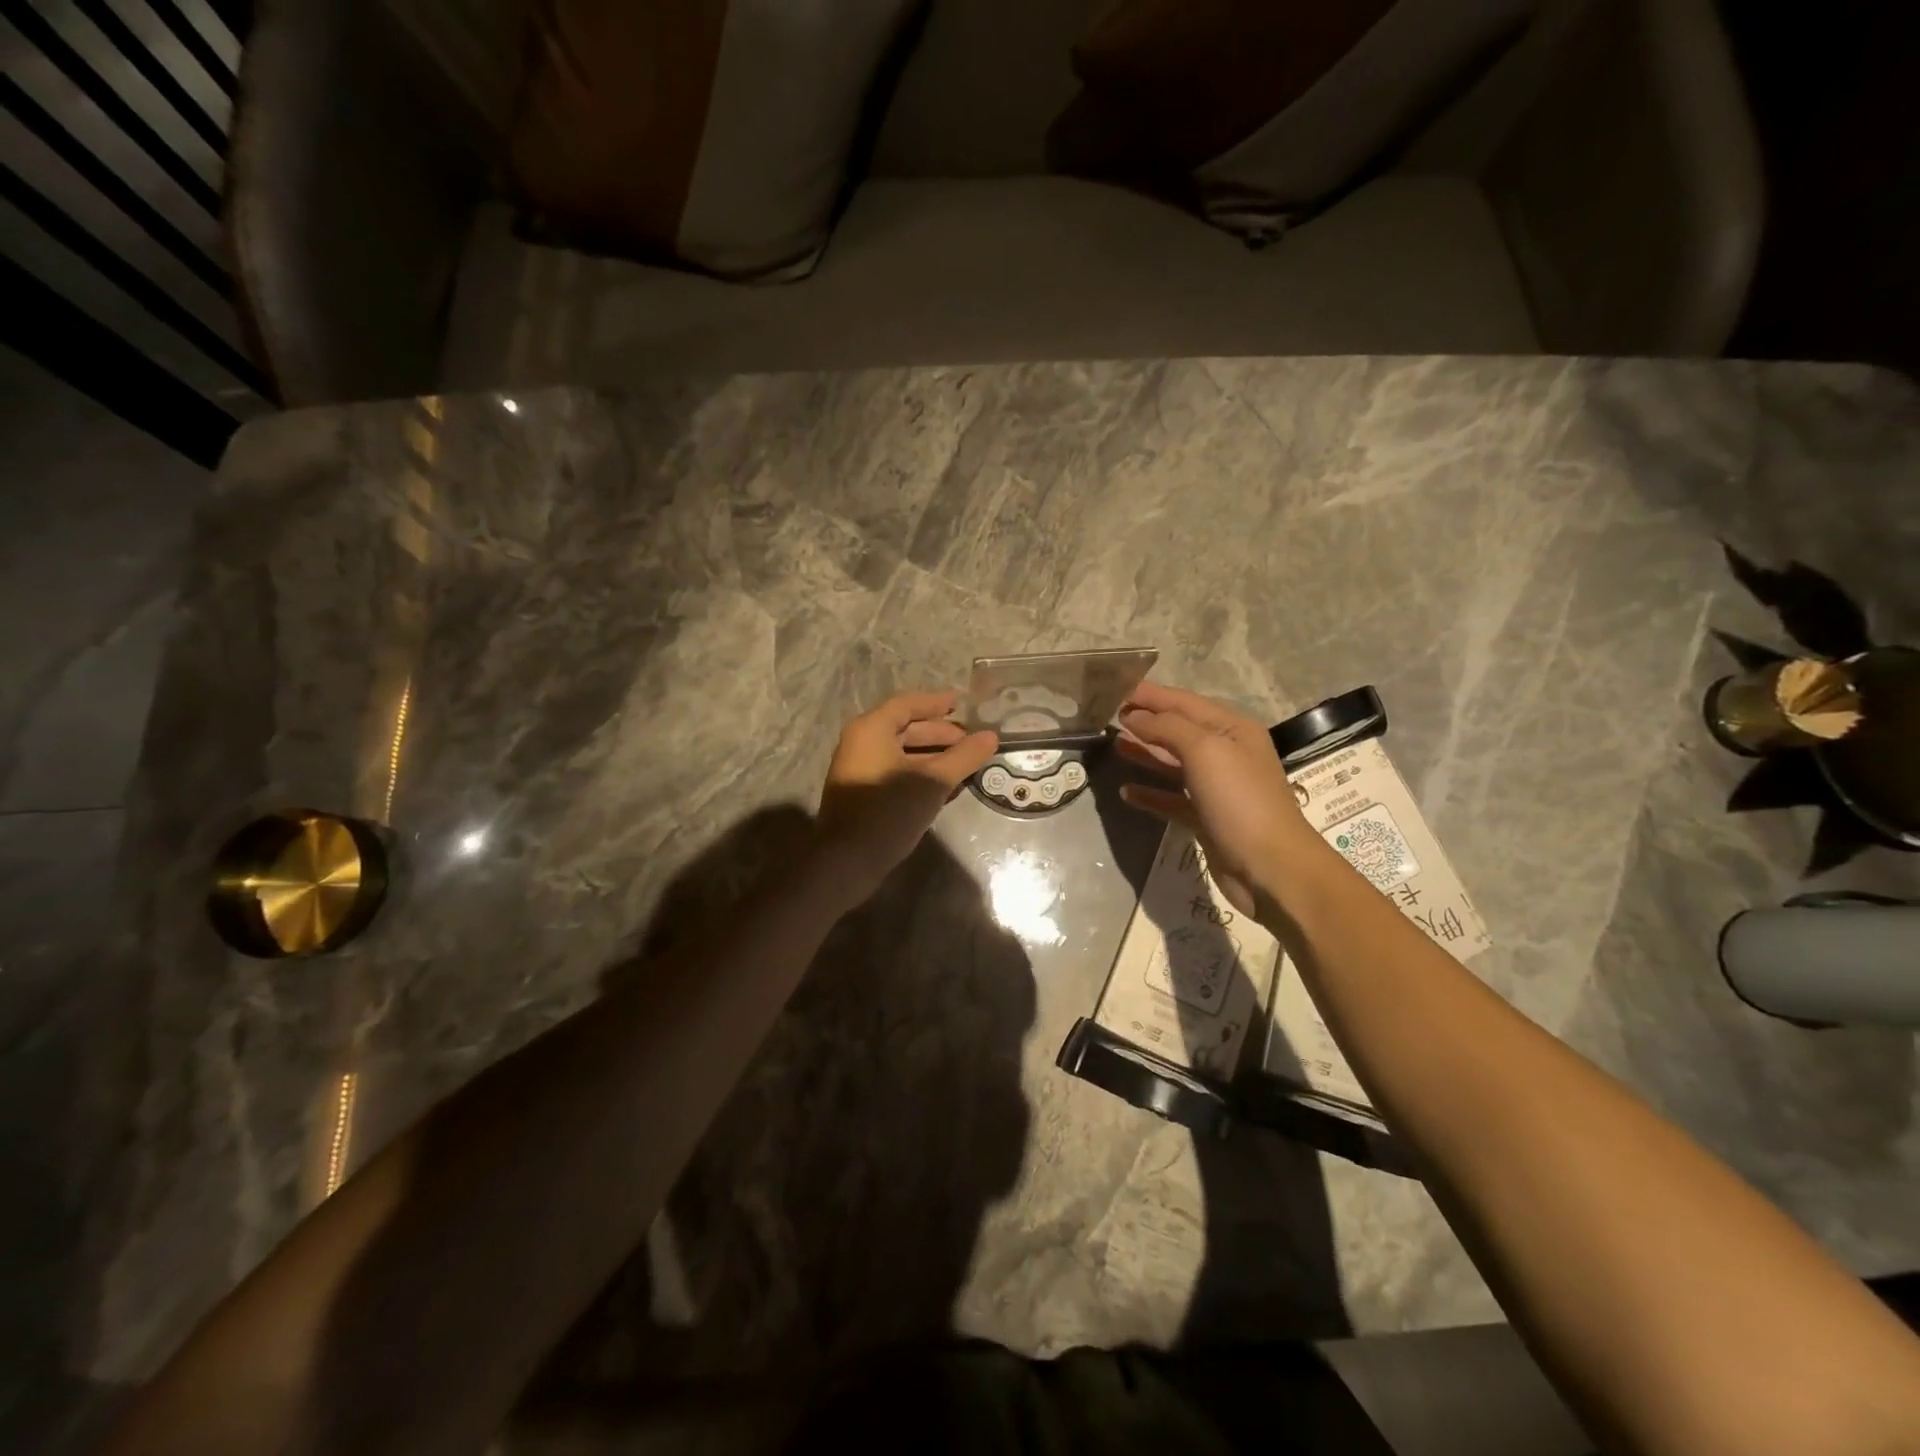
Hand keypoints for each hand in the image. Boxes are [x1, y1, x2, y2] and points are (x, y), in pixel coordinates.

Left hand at [815, 691, 998, 904]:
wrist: (847, 860)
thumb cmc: (889, 811)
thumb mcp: (933, 781)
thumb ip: (963, 757)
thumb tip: (991, 737)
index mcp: (871, 729)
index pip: (908, 704)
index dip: (937, 702)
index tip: (963, 702)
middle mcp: (860, 742)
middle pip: (904, 727)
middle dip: (939, 732)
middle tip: (970, 739)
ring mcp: (858, 768)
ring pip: (901, 751)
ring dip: (932, 754)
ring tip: (964, 762)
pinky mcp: (862, 791)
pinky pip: (894, 770)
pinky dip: (919, 771)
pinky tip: (944, 784)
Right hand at [1117, 683, 1319, 918]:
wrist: (1271, 867)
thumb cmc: (1240, 800)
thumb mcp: (1206, 751)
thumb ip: (1168, 728)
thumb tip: (1134, 717)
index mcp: (1232, 729)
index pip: (1183, 702)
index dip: (1150, 695)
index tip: (1114, 688)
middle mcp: (1225, 753)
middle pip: (1177, 730)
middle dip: (1145, 722)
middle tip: (1107, 716)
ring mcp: (1216, 788)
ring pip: (1173, 763)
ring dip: (1145, 753)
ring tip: (1114, 746)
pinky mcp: (1206, 818)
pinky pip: (1172, 799)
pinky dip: (1150, 793)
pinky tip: (1126, 791)